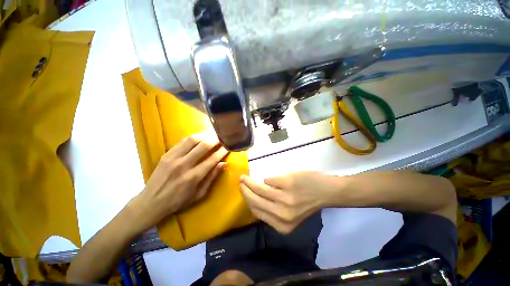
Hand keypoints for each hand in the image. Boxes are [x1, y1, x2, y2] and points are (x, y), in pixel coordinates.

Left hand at [129, 133, 228, 232]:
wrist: (151, 202)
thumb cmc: (178, 201)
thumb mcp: (199, 194)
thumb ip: (212, 177)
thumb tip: (223, 164)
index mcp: (194, 177)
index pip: (212, 159)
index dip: (222, 151)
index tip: (228, 147)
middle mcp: (184, 165)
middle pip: (203, 146)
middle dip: (215, 140)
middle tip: (221, 138)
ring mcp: (173, 158)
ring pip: (192, 140)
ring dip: (204, 135)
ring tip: (211, 135)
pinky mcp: (166, 155)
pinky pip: (181, 142)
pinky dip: (192, 138)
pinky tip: (198, 138)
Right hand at [240, 171, 338, 233]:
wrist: (325, 191)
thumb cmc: (307, 202)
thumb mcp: (289, 215)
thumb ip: (272, 212)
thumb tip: (254, 201)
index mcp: (282, 225)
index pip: (256, 212)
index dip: (247, 201)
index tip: (243, 192)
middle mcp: (282, 214)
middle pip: (255, 201)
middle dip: (245, 190)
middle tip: (241, 181)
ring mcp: (284, 198)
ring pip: (259, 189)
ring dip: (250, 182)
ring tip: (245, 177)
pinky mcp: (287, 183)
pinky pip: (269, 180)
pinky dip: (267, 179)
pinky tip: (268, 179)